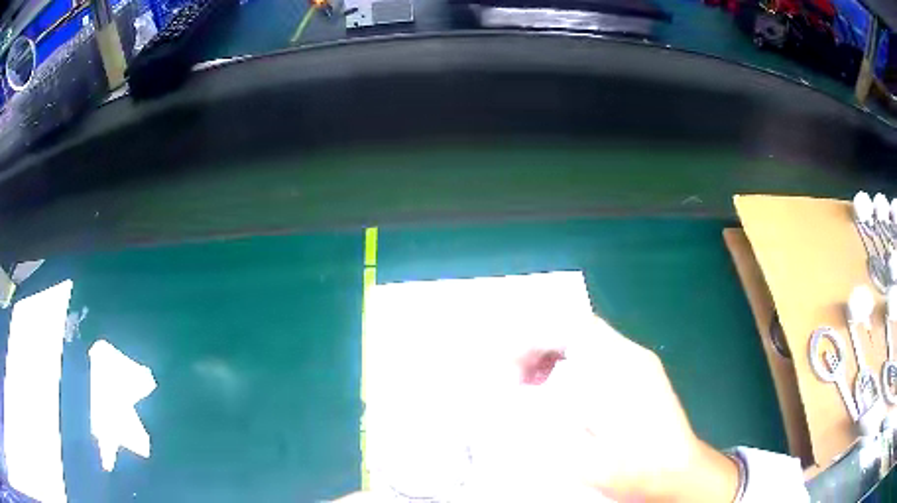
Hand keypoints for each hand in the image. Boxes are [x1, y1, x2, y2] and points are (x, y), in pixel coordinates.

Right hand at [512, 316, 738, 501]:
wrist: (677, 472)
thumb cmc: (631, 467)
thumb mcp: (581, 455)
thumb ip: (546, 421)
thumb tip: (515, 395)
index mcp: (617, 369)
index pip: (570, 327)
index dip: (533, 339)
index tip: (510, 368)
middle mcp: (630, 356)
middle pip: (578, 328)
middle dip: (540, 347)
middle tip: (517, 380)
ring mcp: (639, 363)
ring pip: (589, 340)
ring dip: (556, 356)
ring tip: (534, 387)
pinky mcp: (643, 374)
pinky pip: (601, 354)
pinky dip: (574, 365)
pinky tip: (565, 393)